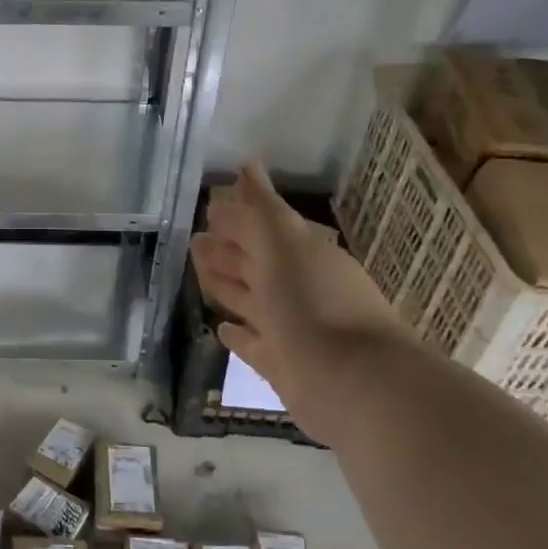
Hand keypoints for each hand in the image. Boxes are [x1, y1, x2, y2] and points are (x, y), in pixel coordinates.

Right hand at [190, 161, 407, 438]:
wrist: (352, 382)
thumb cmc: (314, 303)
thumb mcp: (283, 245)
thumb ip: (260, 210)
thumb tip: (246, 166)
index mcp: (301, 255)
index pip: (262, 229)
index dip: (236, 217)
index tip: (209, 204)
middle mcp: (298, 289)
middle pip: (255, 264)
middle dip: (227, 250)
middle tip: (194, 240)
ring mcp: (292, 329)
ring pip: (252, 301)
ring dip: (228, 287)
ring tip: (200, 274)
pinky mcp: (284, 366)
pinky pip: (255, 344)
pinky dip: (239, 335)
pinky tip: (221, 328)